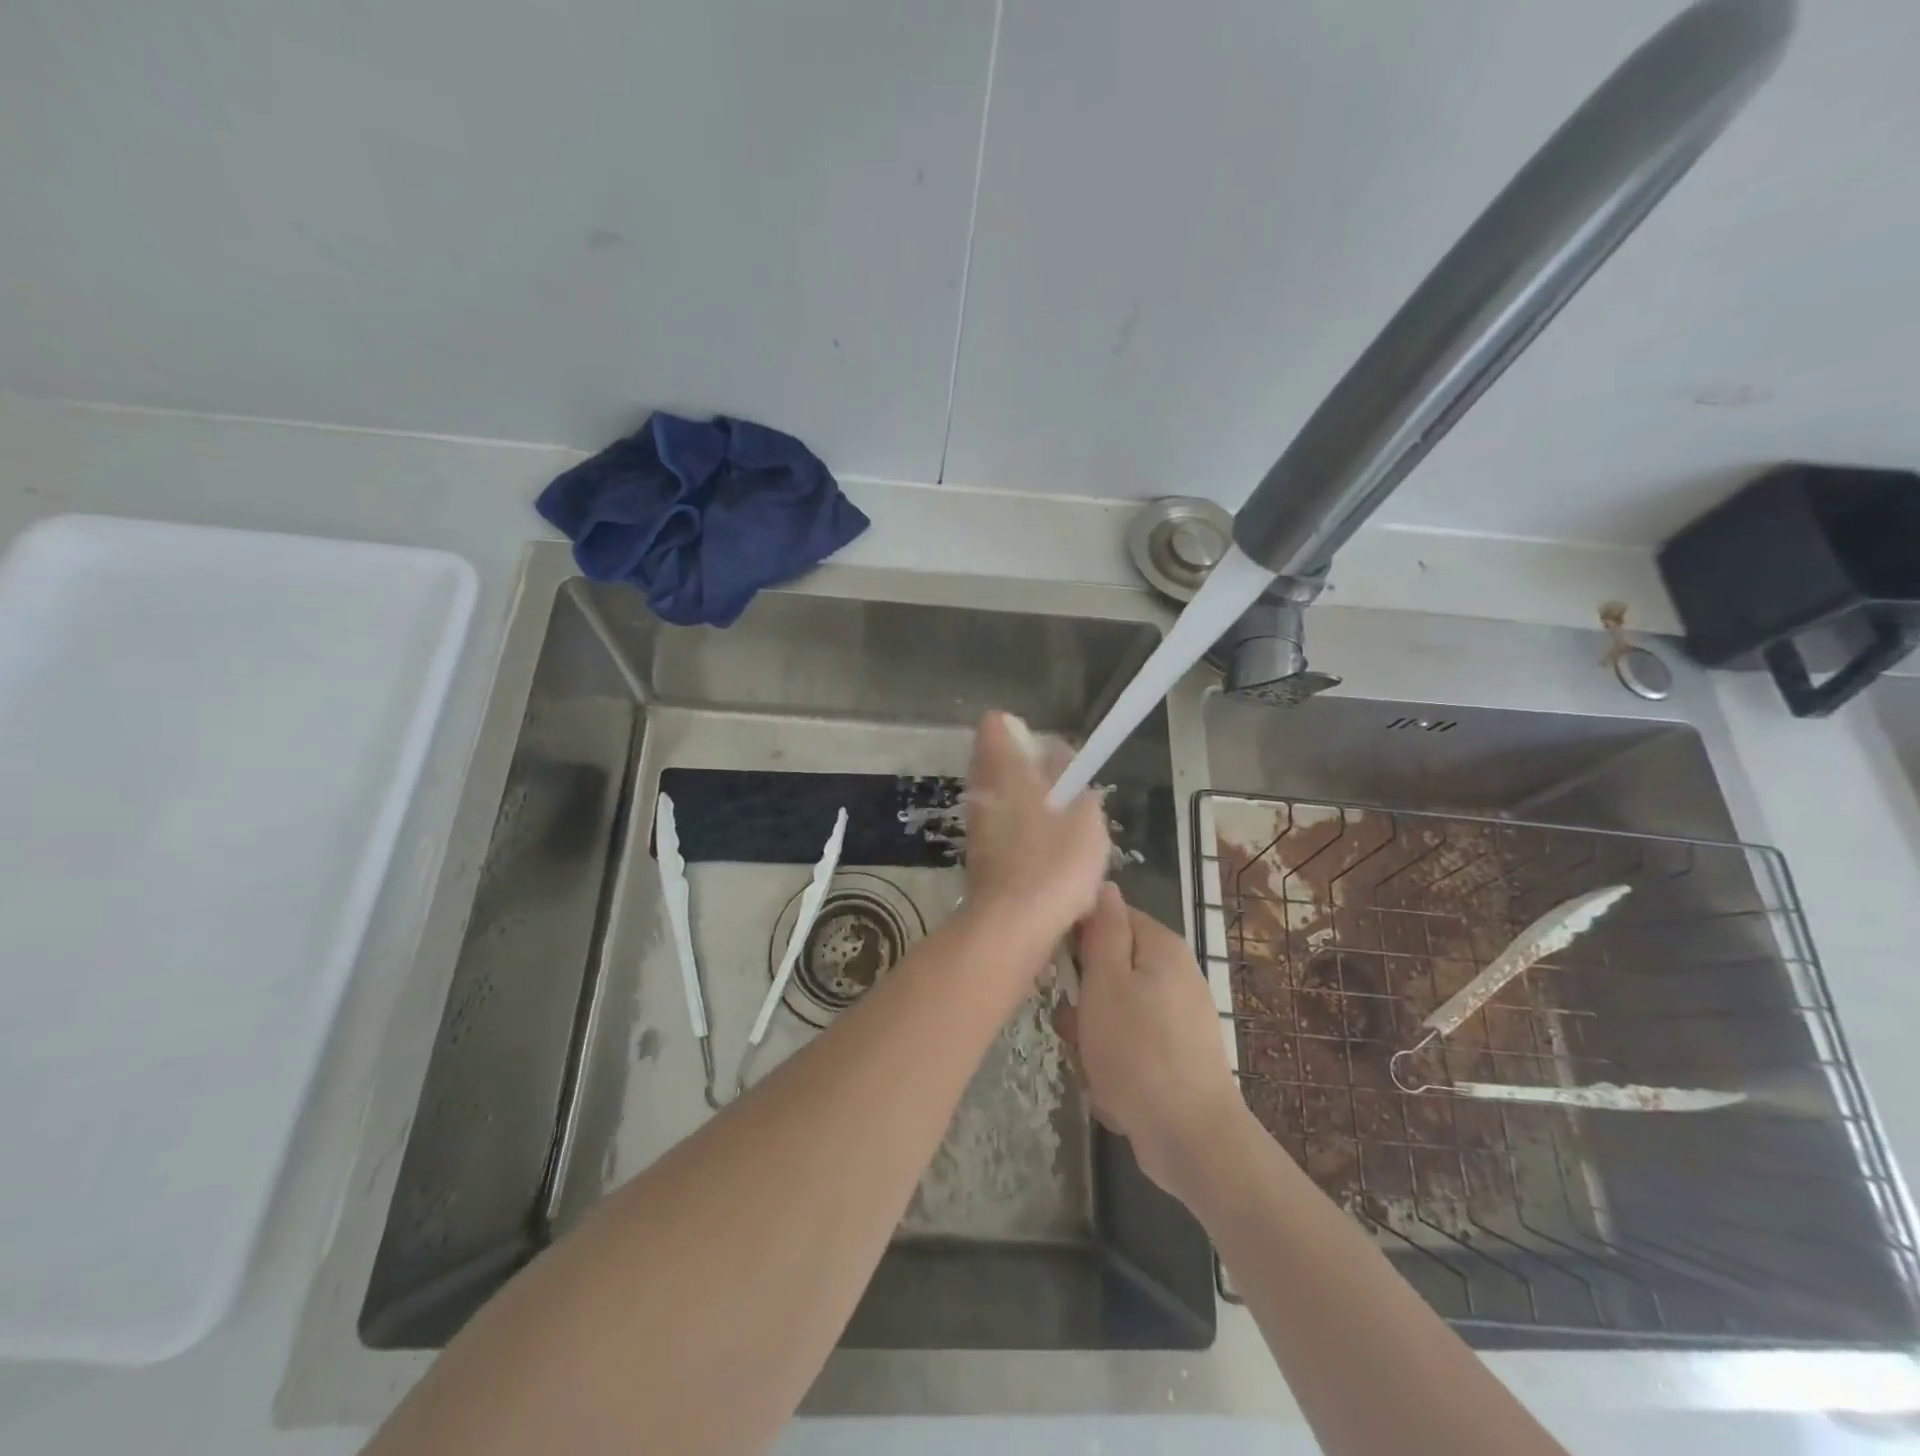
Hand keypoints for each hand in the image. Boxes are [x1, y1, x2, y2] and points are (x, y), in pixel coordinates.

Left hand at [961, 711, 1110, 950]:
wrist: (1013, 925)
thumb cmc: (1055, 863)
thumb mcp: (1085, 816)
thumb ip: (1077, 784)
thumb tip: (1064, 766)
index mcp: (1004, 769)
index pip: (996, 725)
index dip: (1021, 730)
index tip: (1049, 752)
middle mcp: (982, 790)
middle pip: (998, 761)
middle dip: (1030, 769)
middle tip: (1065, 789)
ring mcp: (976, 823)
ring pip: (1000, 795)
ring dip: (1027, 800)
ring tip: (1064, 823)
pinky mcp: (979, 853)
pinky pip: (1000, 825)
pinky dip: (1021, 828)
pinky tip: (1048, 852)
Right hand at [1055, 884, 1248, 1201]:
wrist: (1191, 1140)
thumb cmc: (1138, 1051)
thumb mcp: (1106, 982)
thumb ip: (1103, 930)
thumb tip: (1105, 885)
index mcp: (1161, 947)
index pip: (1108, 916)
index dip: (1076, 936)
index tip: (1057, 966)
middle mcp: (1173, 974)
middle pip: (1107, 968)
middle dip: (1083, 1000)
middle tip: (1076, 1026)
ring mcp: (1175, 1018)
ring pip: (1111, 1012)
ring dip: (1092, 1040)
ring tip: (1094, 1066)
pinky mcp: (1173, 1056)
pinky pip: (1127, 1047)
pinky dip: (1113, 1066)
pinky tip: (1113, 1092)